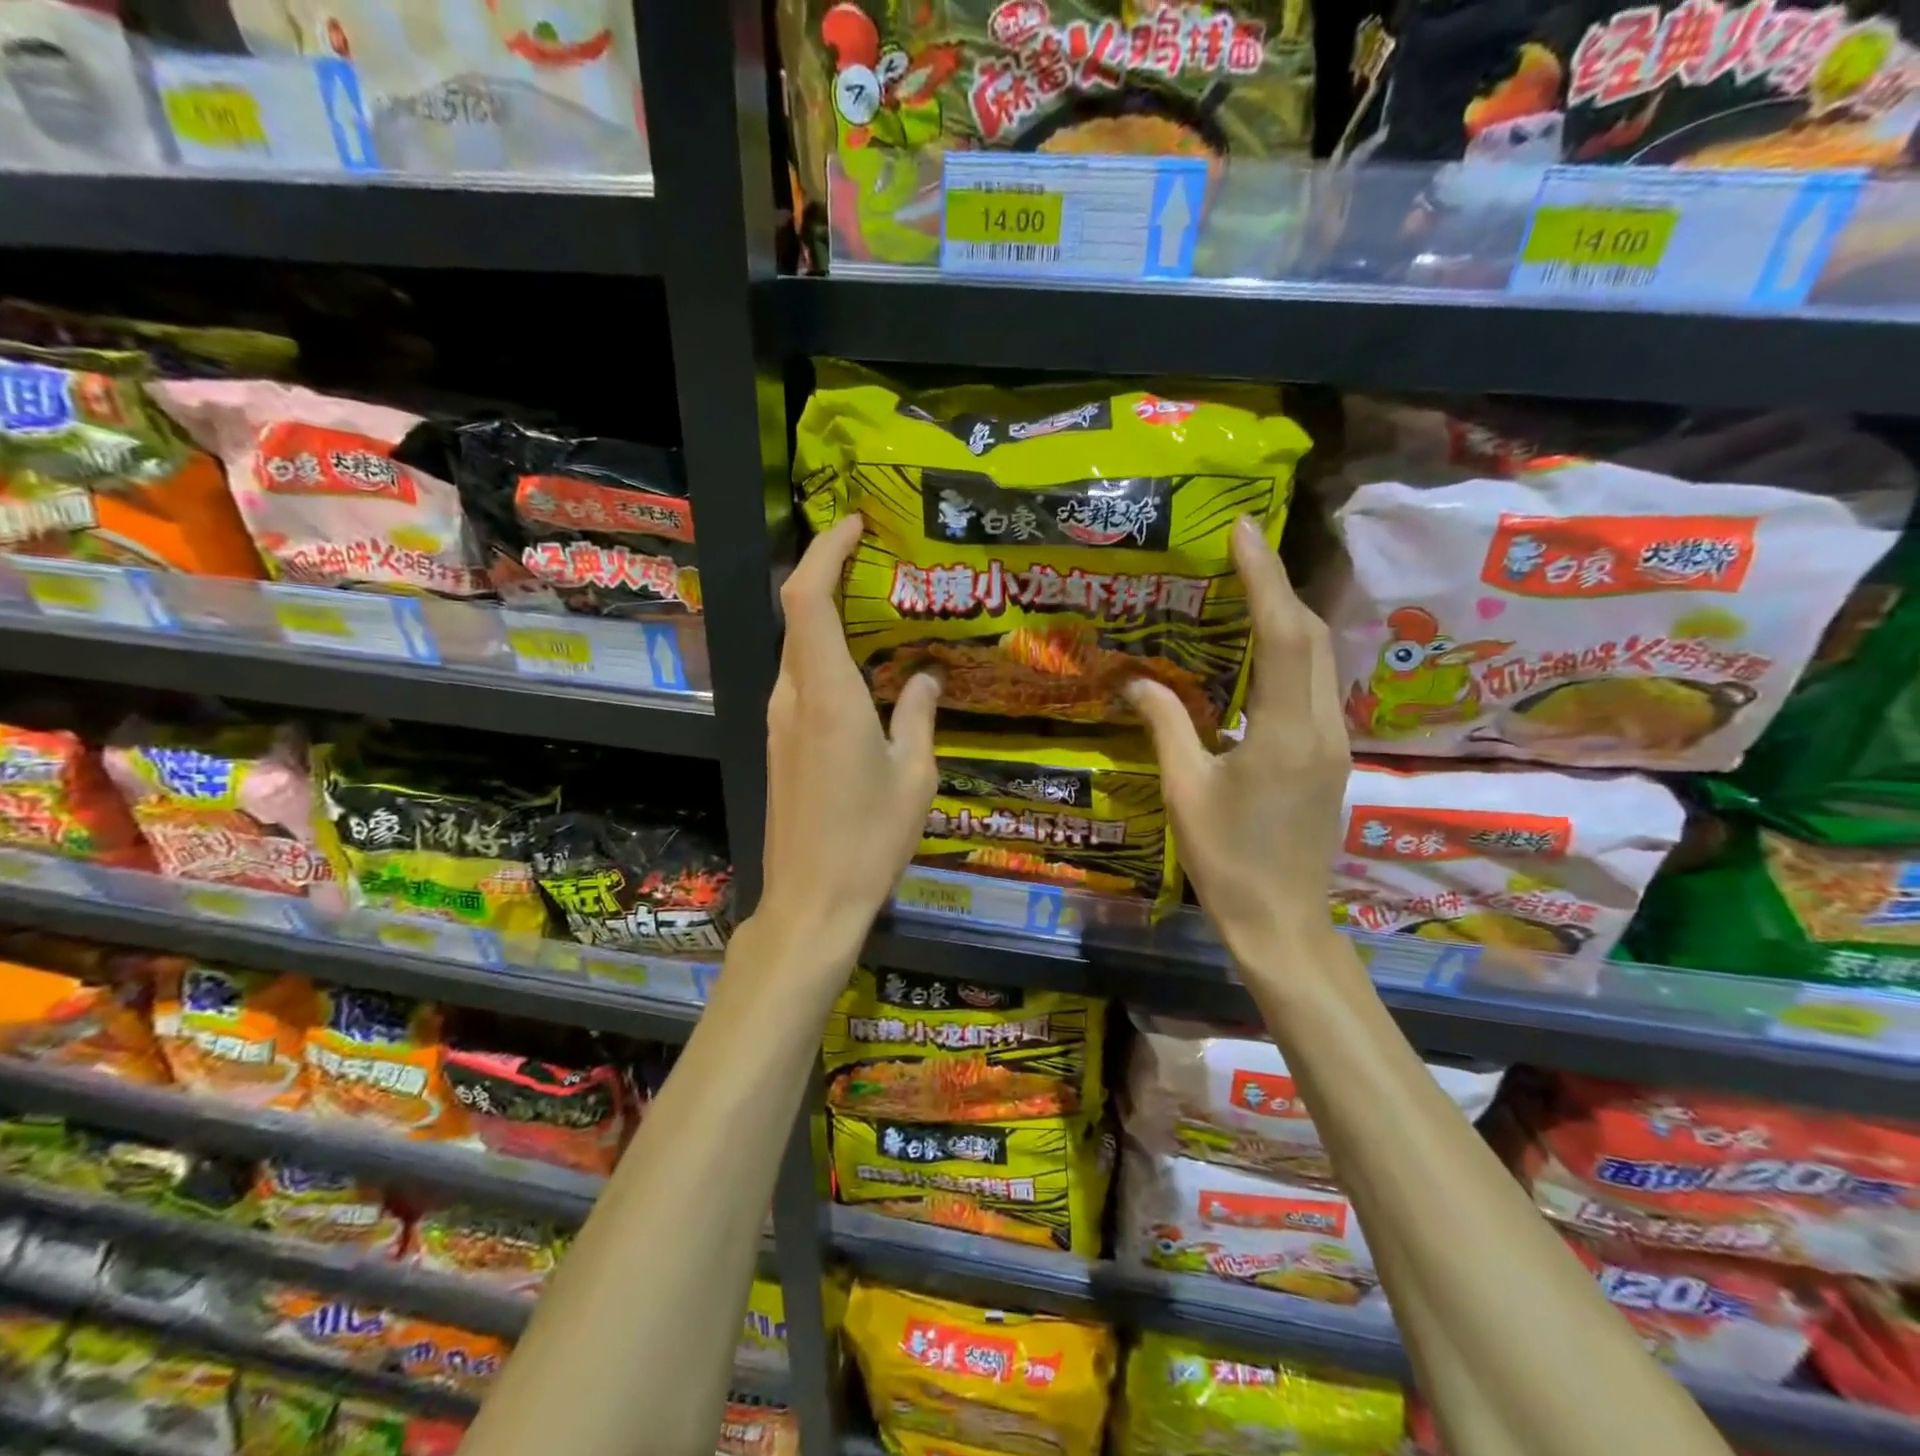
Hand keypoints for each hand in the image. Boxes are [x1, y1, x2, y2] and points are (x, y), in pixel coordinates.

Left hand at [758, 513, 939, 948]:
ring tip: (874, 606)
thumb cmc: (870, 840)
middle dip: (827, 573)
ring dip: (826, 616)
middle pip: (797, 615)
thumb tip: (925, 676)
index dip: (825, 551)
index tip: (855, 525)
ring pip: (796, 647)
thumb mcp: (914, 775)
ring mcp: (779, 721)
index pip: (808, 599)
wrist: (811, 901)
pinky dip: (823, 654)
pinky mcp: (779, 744)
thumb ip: (919, 715)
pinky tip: (860, 669)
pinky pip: (799, 679)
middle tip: (875, 559)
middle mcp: (793, 698)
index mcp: (828, 696)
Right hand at [1125, 516, 1348, 966]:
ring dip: (1288, 616)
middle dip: (1278, 586)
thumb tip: (1134, 680)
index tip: (1243, 529)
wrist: (1283, 923)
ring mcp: (1334, 742)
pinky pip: (1316, 685)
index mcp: (1284, 733)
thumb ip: (1165, 726)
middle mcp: (1322, 727)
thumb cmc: (1227, 861)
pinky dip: (1292, 652)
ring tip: (1247, 589)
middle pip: (1312, 636)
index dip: (1264, 577)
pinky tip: (1260, 652)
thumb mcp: (1185, 792)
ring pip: (1321, 659)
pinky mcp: (1330, 756)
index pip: (1283, 635)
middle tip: (1239, 552)